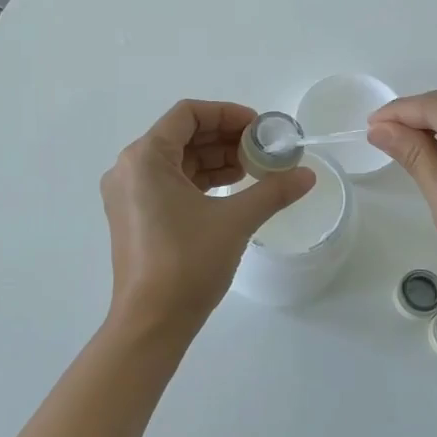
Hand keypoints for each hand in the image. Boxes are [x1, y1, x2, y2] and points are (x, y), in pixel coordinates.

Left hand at [101, 100, 315, 331]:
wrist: (151, 322)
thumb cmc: (187, 263)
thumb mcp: (235, 221)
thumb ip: (273, 191)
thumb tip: (308, 175)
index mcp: (145, 158)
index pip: (188, 114)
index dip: (227, 114)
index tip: (259, 128)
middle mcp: (130, 168)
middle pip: (181, 135)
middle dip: (224, 138)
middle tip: (262, 149)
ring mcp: (128, 194)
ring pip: (176, 160)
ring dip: (214, 159)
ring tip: (254, 169)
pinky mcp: (134, 216)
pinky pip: (169, 183)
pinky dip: (200, 180)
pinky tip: (231, 189)